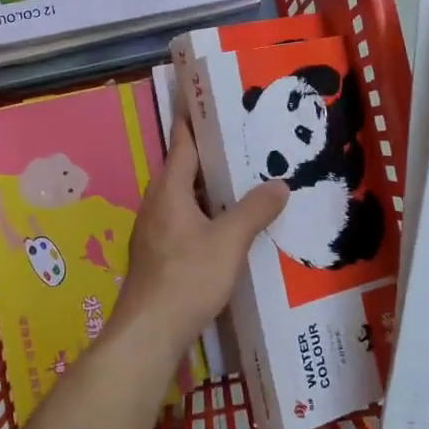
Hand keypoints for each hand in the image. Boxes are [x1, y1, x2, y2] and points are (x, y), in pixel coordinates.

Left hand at [116, 111, 287, 358]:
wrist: (149, 332)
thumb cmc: (187, 278)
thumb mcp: (229, 242)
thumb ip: (254, 211)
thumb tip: (279, 184)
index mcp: (169, 190)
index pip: (182, 142)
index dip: (193, 118)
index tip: (203, 96)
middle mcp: (157, 203)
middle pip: (184, 169)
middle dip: (211, 154)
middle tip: (244, 140)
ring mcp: (154, 230)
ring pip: (185, 197)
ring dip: (210, 187)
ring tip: (243, 180)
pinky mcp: (159, 254)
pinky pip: (185, 220)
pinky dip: (206, 213)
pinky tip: (228, 225)